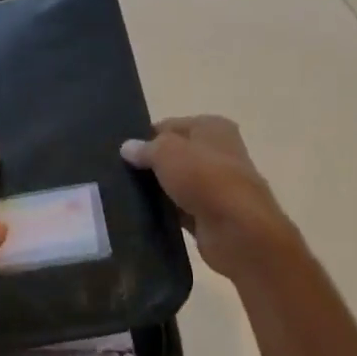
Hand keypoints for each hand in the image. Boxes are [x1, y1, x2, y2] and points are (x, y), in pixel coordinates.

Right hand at [121, 115, 297, 281]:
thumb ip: (144, 148)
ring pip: (176, 182)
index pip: (169, 126)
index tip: (122, 152)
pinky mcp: (211, 214)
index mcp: (212, 127)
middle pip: (174, 154)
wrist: (238, 230)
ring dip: (157, 189)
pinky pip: (180, 208)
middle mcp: (218, 152)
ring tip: (124, 194)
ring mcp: (217, 185)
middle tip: (119, 173)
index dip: (146, 137)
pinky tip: (142, 214)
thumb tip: (126, 148)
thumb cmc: (204, 178)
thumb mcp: (166, 152)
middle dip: (150, 164)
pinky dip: (165, 211)